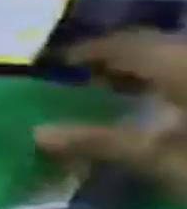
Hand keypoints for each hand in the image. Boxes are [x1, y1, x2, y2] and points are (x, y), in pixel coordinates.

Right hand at [36, 28, 186, 199]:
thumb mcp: (168, 164)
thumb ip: (105, 143)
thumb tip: (37, 133)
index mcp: (183, 67)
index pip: (125, 44)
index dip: (88, 52)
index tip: (59, 65)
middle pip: (168, 49)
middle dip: (131, 63)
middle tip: (98, 83)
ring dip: (167, 77)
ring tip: (144, 99)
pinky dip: (185, 92)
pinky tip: (181, 113)